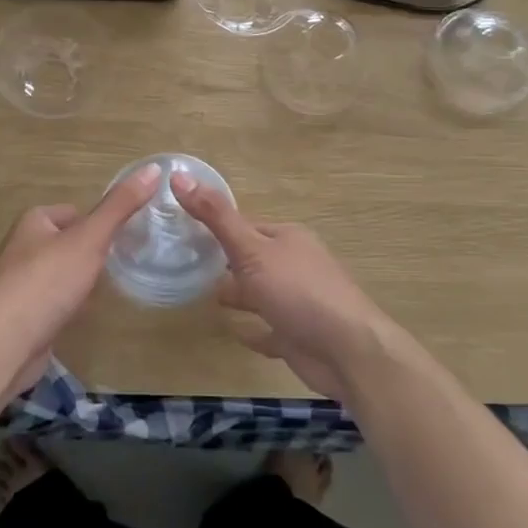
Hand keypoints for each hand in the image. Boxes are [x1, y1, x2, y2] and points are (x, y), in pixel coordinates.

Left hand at [0, 162, 161, 397]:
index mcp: (32, 222)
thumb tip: (153, 168)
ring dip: (76, 281)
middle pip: (64, 242)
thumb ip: (120, 206)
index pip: (72, 212)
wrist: (7, 343)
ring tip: (100, 292)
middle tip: (115, 266)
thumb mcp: (90, 238)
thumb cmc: (48, 282)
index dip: (96, 224)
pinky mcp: (17, 316)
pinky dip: (64, 306)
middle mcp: (19, 248)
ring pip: (56, 273)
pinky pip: (48, 302)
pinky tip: (77, 316)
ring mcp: (15, 284)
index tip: (120, 239)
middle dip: (87, 254)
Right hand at [172, 173, 395, 401]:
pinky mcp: (299, 335)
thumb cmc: (298, 291)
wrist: (348, 351)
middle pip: (254, 259)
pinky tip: (235, 333)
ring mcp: (299, 301)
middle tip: (188, 266)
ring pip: (262, 293)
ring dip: (239, 295)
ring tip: (207, 298)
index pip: (247, 226)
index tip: (186, 232)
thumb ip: (216, 217)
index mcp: (288, 238)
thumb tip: (179, 176)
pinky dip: (254, 330)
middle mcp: (296, 265)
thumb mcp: (251, 249)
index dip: (219, 228)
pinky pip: (270, 329)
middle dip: (227, 263)